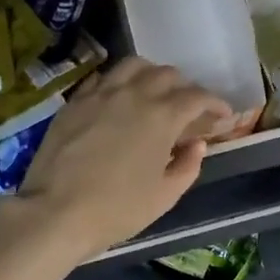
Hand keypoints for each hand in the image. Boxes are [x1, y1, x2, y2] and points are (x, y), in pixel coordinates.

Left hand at [5, 58, 231, 263]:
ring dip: (152, 75)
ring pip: (133, 66)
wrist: (55, 212)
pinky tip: (119, 99)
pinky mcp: (74, 102)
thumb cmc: (116, 210)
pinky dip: (119, 82)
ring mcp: (100, 94)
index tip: (223, 115)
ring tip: (155, 93)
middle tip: (189, 109)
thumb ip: (187, 167)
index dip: (215, 103)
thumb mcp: (163, 196)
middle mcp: (133, 94)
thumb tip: (196, 146)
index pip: (197, 97)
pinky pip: (103, 78)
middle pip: (167, 75)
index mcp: (162, 116)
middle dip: (185, 88)